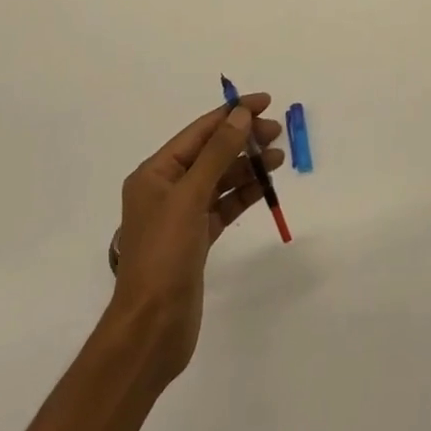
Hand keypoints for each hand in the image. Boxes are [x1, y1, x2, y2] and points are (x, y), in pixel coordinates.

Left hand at [107, 96, 283, 383]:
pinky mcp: (196, 240)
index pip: (198, 132)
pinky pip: (223, 205)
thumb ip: (217, 154)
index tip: (264, 102)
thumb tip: (240, 115)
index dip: (231, 114)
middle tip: (276, 132)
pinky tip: (265, 185)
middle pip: (210, 153)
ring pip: (220, 179)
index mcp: (155, 173)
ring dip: (247, 166)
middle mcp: (166, 189)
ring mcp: (181, 216)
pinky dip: (244, 193)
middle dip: (242, 139)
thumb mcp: (190, 197)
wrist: (152, 328)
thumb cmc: (164, 255)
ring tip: (278, 157)